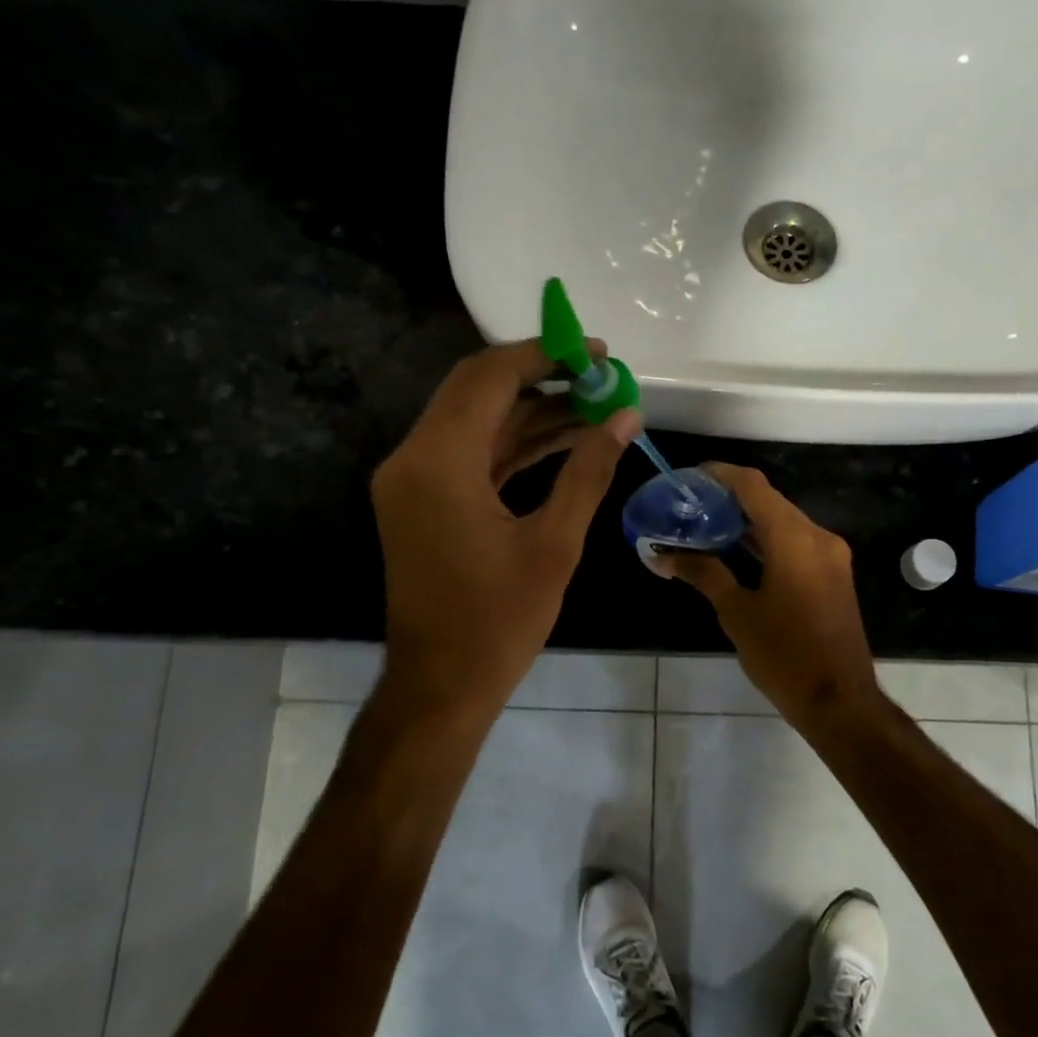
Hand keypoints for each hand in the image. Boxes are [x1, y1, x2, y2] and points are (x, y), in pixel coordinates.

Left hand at [372, 339, 638, 714]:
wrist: (441, 684)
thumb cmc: (499, 621)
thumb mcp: (554, 544)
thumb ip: (588, 471)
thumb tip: (625, 416)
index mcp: (440, 462)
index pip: (489, 378)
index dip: (544, 355)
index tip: (596, 353)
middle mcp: (413, 458)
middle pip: (476, 390)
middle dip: (539, 376)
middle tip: (598, 376)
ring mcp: (412, 481)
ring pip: (474, 422)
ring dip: (530, 412)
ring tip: (593, 408)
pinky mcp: (420, 502)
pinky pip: (468, 455)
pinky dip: (511, 445)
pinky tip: (562, 441)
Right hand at [661, 463, 879, 726]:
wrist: (839, 701)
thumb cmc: (784, 655)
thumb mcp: (737, 612)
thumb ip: (703, 574)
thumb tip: (665, 556)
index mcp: (794, 538)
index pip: (754, 487)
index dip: (721, 475)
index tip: (690, 477)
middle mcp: (817, 537)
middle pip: (770, 502)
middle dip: (731, 499)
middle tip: (690, 506)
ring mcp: (830, 557)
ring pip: (784, 523)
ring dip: (749, 522)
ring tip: (706, 526)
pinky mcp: (833, 577)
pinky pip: (796, 544)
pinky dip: (767, 541)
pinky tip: (738, 553)